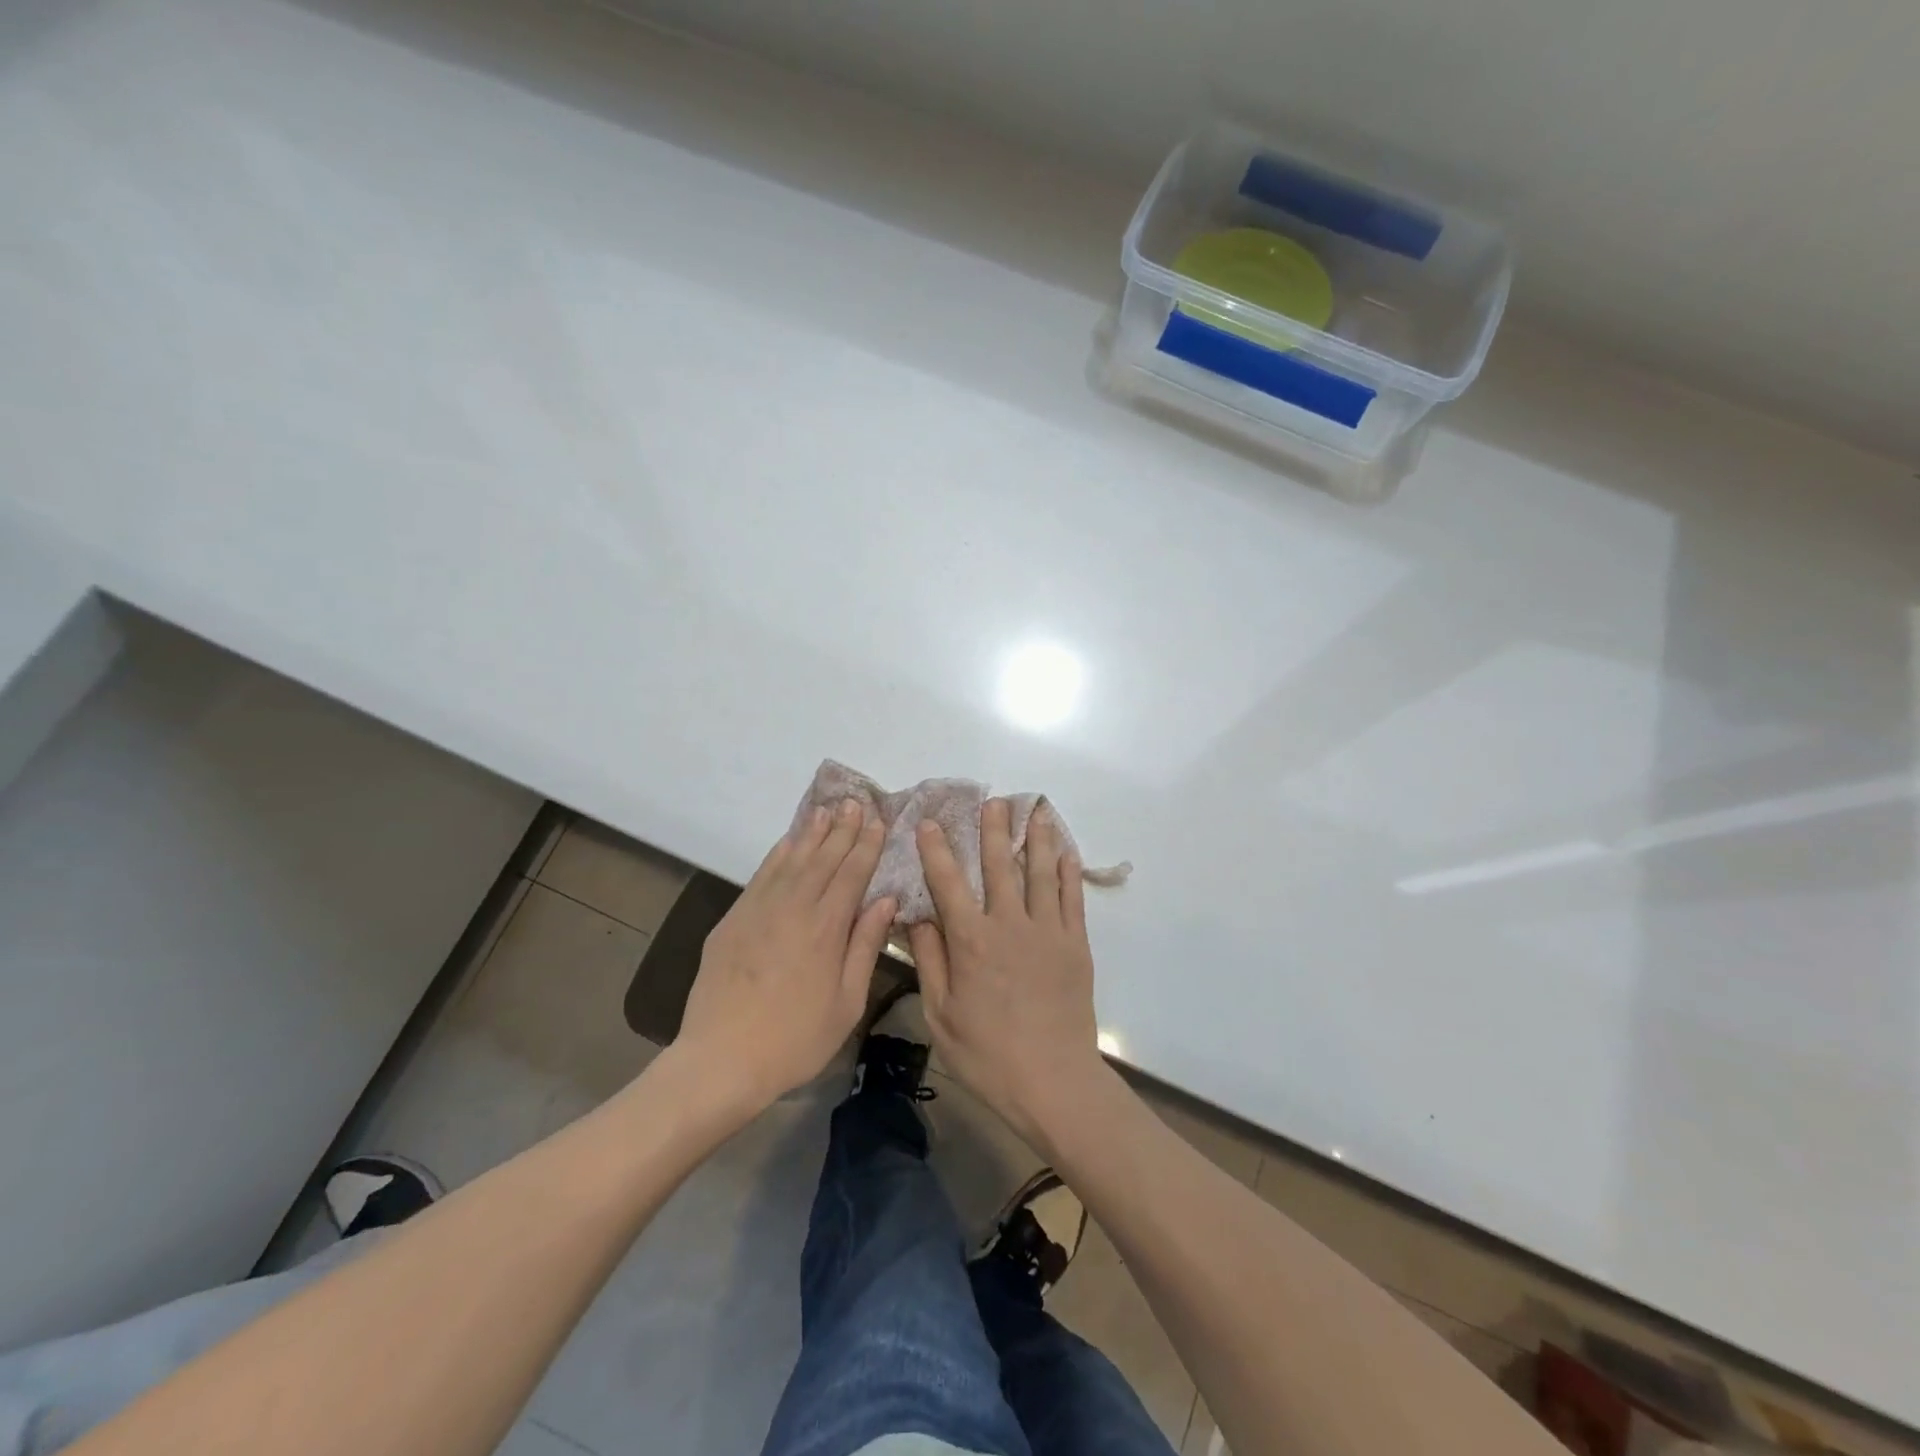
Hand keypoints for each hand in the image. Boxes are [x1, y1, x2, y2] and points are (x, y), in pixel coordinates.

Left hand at [677, 800, 894, 1113]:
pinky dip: (777, 854)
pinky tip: (788, 843)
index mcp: (827, 928)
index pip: (852, 874)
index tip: (878, 821)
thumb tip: (885, 900)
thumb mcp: (847, 1002)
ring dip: (811, 834)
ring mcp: (759, 910)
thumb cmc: (796, 1039)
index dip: (867, 845)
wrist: (722, 1059)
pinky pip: (760, 876)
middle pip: (823, 859)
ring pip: (791, 860)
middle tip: (855, 803)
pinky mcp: (733, 920)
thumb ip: (865, 946)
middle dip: (842, 830)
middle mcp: (794, 908)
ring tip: (826, 811)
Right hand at [908, 798, 1109, 1151]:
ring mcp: (1047, 932)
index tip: (931, 822)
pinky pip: (1071, 899)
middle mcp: (1010, 925)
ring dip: (1036, 838)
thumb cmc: (987, 1054)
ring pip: (1040, 873)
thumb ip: (931, 961)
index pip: (948, 883)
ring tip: (1035, 809)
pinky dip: (1068, 872)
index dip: (937, 850)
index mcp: (971, 941)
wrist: (1053, 1082)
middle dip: (993, 830)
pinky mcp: (1075, 945)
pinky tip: (1065, 852)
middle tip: (993, 800)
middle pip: (1000, 866)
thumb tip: (919, 916)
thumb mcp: (941, 1015)